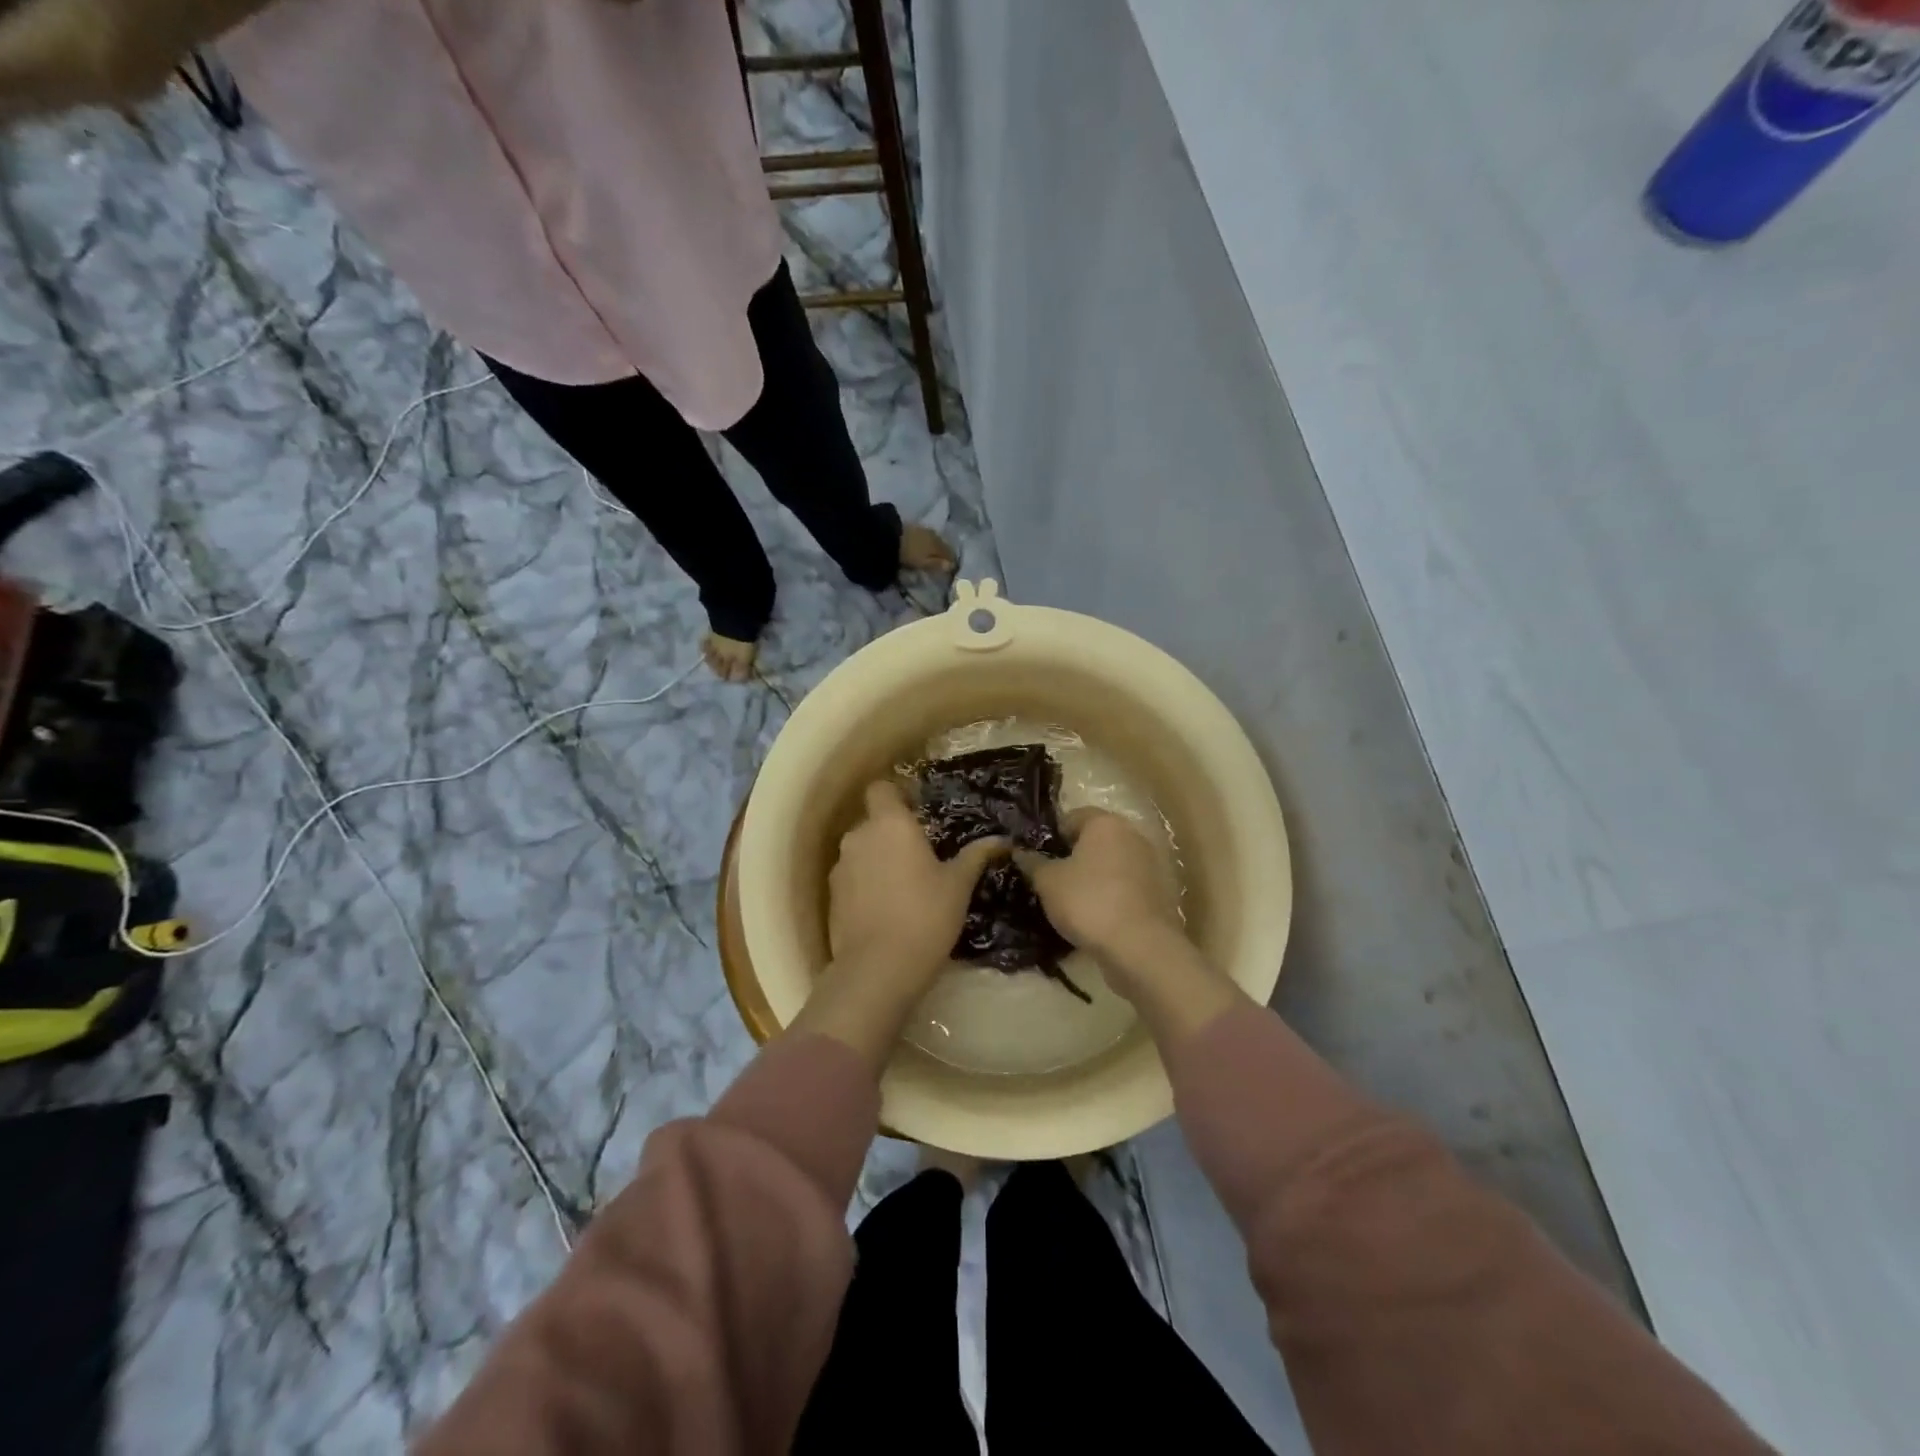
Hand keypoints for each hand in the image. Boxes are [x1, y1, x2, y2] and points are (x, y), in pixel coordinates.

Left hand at [828, 780, 1006, 986]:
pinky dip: (866, 885)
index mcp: (890, 823)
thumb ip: (975, 856)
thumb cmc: (925, 916)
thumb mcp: (959, 886)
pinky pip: (852, 878)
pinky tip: (886, 908)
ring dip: (878, 859)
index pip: (881, 788)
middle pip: (873, 821)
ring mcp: (840, 867)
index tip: (918, 810)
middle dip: (893, 832)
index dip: (897, 794)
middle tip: (921, 854)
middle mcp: (859, 836)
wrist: (877, 969)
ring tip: (904, 885)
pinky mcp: (831, 896)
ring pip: (861, 850)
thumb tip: (1000, 840)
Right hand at [1021, 810, 1245, 1041]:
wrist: (1140, 947)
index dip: (1050, 836)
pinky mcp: (1159, 893)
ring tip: (1069, 903)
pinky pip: (1125, 887)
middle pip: (1094, 840)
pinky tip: (1094, 918)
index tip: (1035, 858)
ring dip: (1092, 878)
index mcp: (1105, 823)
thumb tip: (1020, 852)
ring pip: (1110, 865)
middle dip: (1072, 857)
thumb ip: (1032, 862)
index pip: (1071, 817)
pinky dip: (1110, 896)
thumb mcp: (1048, 882)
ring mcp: (1150, 864)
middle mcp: (1132, 835)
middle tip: (1049, 880)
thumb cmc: (1088, 901)